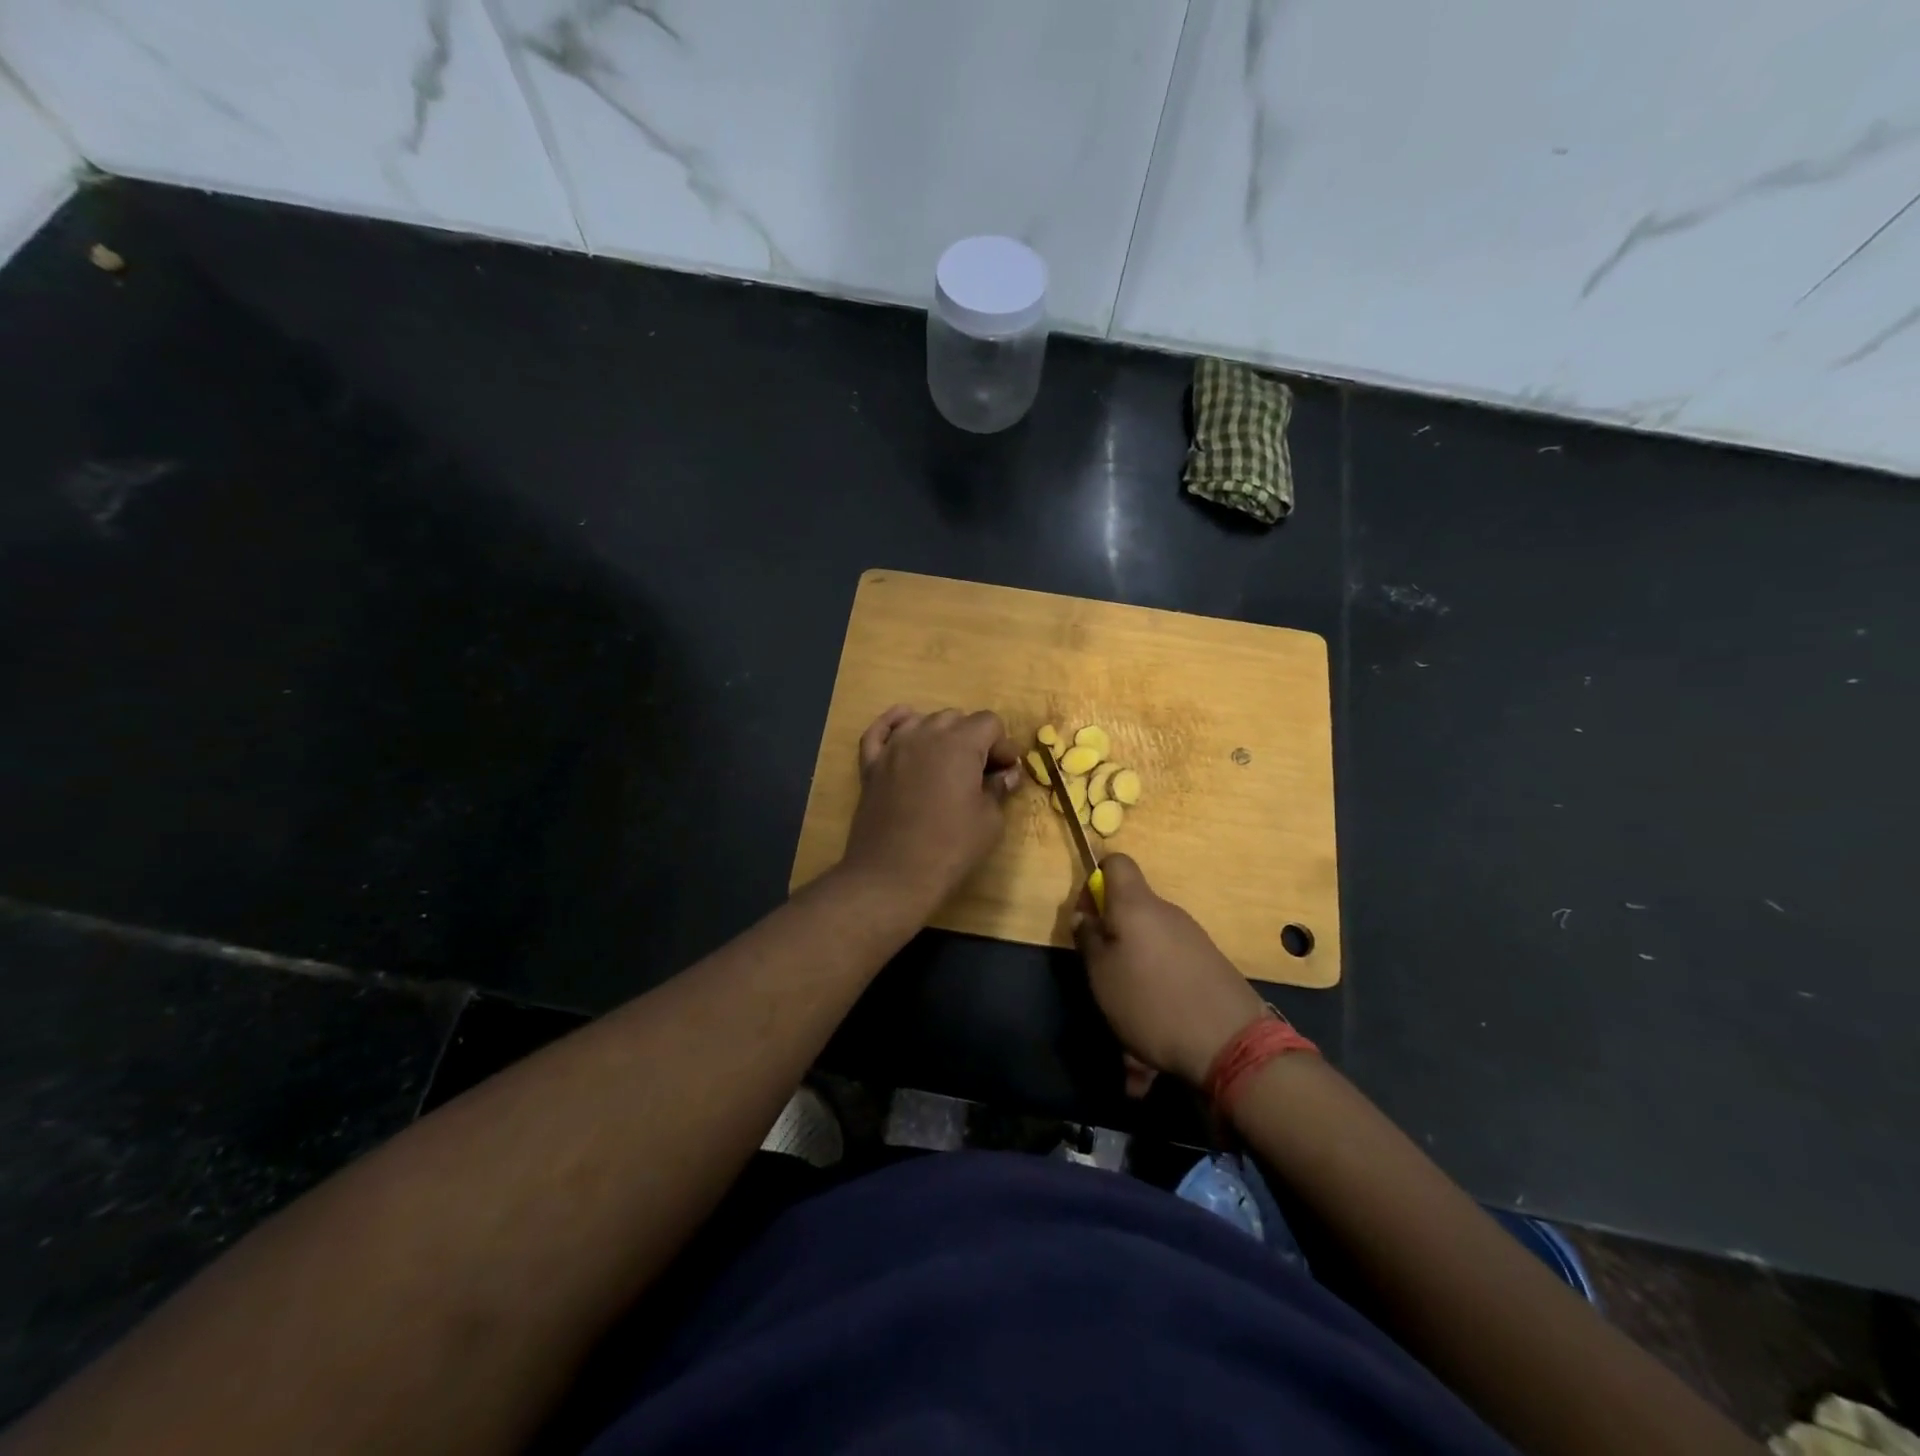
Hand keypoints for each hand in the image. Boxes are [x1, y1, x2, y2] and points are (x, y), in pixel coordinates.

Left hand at [839, 705, 1022, 916]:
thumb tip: (1006, 774)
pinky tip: (904, 731)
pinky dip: (894, 725)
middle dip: (973, 739)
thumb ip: (999, 788)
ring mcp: (894, 747)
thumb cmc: (949, 848)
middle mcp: (926, 734)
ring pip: (922, 720)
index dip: (1002, 745)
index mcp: (960, 743)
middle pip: (956, 718)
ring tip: (946, 764)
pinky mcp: (871, 764)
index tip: (1004, 773)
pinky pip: (880, 731)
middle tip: (980, 774)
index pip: (989, 722)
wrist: (891, 875)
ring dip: (939, 734)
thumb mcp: (989, 821)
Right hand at [1072, 855, 1269, 1086]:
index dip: (1096, 879)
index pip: (1116, 863)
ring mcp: (1193, 937)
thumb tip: (1085, 916)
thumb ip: (1088, 939)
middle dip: (1112, 934)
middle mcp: (1167, 912)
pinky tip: (1156, 1026)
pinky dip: (1158, 985)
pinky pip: (1171, 965)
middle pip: (1132, 908)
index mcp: (1136, 905)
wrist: (1230, 1043)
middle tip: (1101, 972)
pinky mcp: (1210, 964)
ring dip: (1134, 966)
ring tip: (1128, 1012)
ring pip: (1150, 942)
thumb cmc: (1150, 1001)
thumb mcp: (1101, 974)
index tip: (1087, 914)